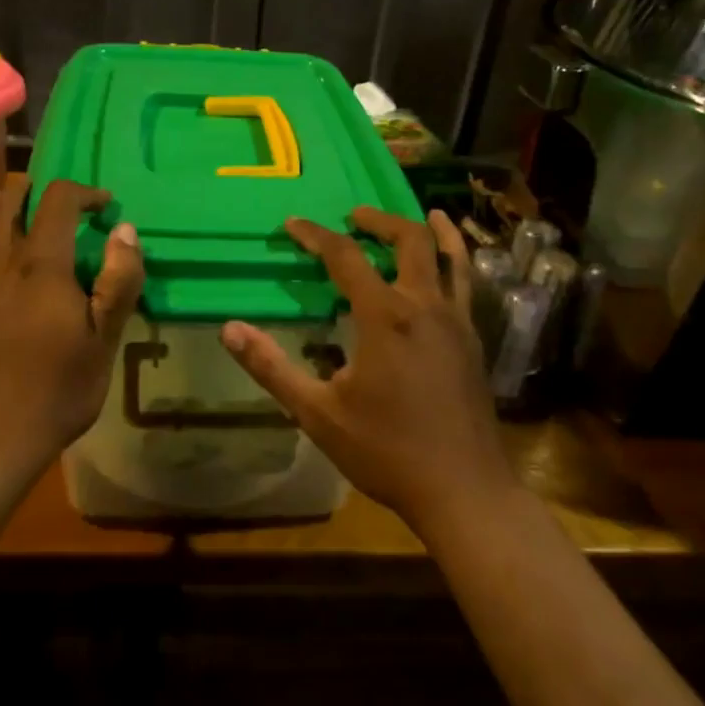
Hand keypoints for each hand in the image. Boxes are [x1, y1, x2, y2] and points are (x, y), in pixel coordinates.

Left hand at [0, 178, 142, 480]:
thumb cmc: (56, 391)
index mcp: (39, 266)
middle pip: (4, 202)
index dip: (84, 192)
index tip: (105, 207)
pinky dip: (1, 268)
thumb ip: (118, 281)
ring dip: (13, 228)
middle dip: (28, 187)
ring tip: (40, 255)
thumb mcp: (103, 341)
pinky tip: (15, 304)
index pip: (56, 200)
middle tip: (51, 195)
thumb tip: (124, 231)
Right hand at [220, 208, 514, 532]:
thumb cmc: (386, 451)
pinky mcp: (474, 341)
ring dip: (430, 231)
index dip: (316, 235)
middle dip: (378, 220)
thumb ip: (272, 368)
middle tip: (353, 215)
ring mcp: (457, 322)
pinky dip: (456, 262)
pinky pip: (466, 285)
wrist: (463, 491)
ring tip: (421, 215)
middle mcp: (424, 306)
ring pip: (450, 256)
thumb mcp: (318, 413)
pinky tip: (447, 270)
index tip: (294, 224)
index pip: (345, 257)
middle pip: (408, 240)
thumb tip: (229, 330)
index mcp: (384, 317)